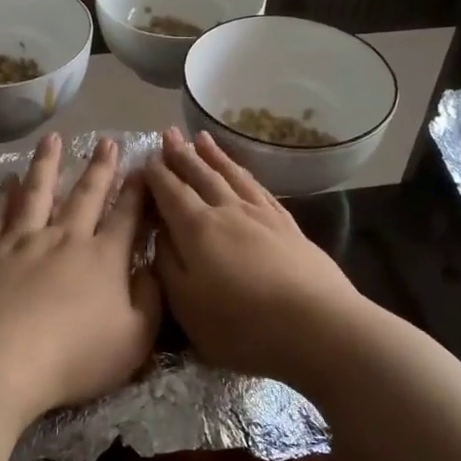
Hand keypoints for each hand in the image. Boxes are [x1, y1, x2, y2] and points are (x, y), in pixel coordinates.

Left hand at [0, 133, 161, 424]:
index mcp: (104, 258)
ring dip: (47, 164)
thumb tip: (152, 268)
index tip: (144, 167)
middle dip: (99, 167)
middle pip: (85, 194)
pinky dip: (3, 194)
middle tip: (107, 141)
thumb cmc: (73, 358)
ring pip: (37, 191)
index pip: (127, 215)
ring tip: (53, 139)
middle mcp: (65, 238)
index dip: (138, 191)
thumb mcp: (134, 339)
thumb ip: (150, 300)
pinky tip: (7, 179)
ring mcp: (22, 240)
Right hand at [147, 129, 365, 378]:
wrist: (316, 326)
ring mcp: (261, 214)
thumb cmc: (241, 324)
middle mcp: (227, 210)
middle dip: (181, 155)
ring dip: (213, 156)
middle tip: (168, 133)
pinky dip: (244, 173)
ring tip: (201, 138)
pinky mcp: (288, 225)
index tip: (144, 158)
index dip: (156, 175)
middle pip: (200, 175)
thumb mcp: (186, 304)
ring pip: (231, 175)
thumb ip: (167, 264)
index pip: (171, 192)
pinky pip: (259, 188)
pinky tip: (242, 172)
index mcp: (197, 229)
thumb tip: (159, 233)